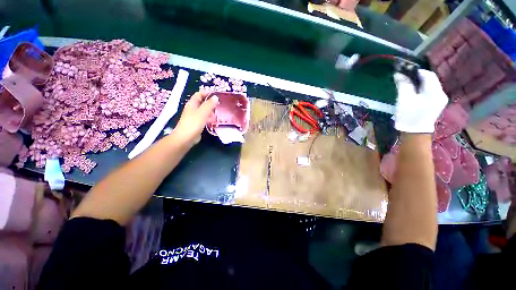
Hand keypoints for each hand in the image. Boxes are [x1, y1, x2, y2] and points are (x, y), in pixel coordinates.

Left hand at [173, 91, 218, 144]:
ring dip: (211, 110)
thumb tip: (215, 97)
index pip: (199, 94)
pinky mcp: (197, 124)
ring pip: (204, 111)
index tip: (216, 94)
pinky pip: (204, 118)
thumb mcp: (203, 112)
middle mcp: (192, 109)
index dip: (207, 93)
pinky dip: (210, 117)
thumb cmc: (194, 123)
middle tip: (220, 104)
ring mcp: (194, 116)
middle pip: (202, 102)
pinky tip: (215, 120)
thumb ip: (209, 104)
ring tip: (219, 112)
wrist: (186, 138)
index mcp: (192, 104)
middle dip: (210, 102)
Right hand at [393, 69, 447, 132]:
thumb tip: (398, 73)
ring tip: (407, 87)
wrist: (414, 133)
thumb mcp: (404, 99)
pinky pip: (430, 92)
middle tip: (405, 80)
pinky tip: (414, 94)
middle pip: (430, 80)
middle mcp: (441, 93)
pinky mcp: (437, 104)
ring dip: (419, 84)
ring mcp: (440, 99)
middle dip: (417, 78)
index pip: (428, 75)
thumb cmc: (409, 116)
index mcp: (435, 92)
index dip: (416, 72)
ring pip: (430, 86)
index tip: (405, 73)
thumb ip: (403, 85)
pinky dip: (421, 90)